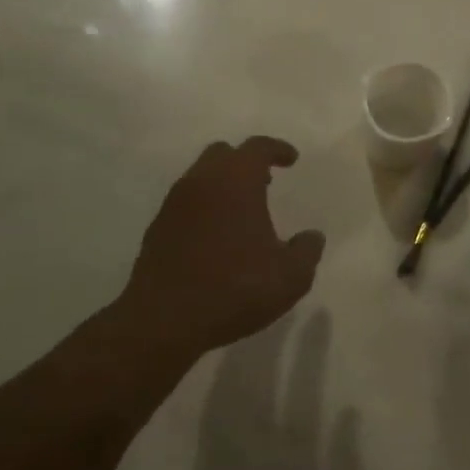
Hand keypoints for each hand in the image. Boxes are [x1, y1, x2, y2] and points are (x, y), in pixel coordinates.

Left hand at [119, 138, 326, 362]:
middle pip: (223, 154)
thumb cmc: (234, 288)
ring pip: (201, 178)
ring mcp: (174, 204)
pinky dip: (204, 208)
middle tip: (265, 181)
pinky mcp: (157, 229)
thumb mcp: (289, 276)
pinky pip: (186, 204)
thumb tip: (312, 236)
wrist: (163, 321)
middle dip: (245, 162)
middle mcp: (202, 182)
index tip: (292, 159)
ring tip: (242, 212)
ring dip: (223, 185)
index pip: (257, 147)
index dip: (277, 149)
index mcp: (236, 181)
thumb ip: (307, 250)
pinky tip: (216, 237)